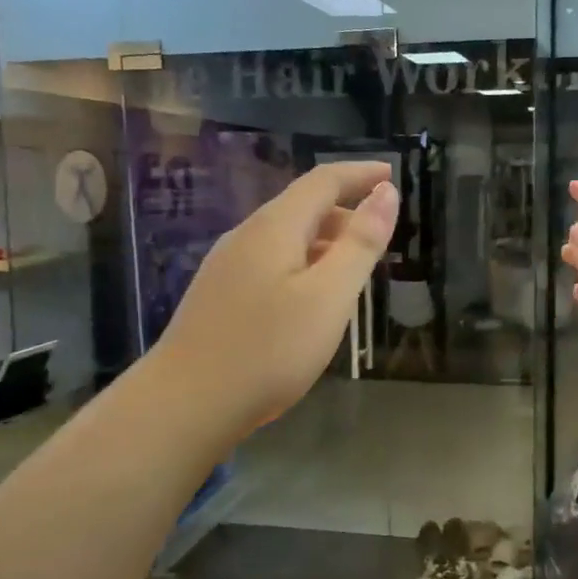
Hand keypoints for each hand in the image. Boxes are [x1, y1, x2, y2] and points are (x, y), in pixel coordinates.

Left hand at [151, 161, 397, 444]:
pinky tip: (313, 299)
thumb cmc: (268, 349)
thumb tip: (386, 192)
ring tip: (355, 268)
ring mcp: (227, 267)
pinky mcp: (220, 296)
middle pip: (302, 207)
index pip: (322, 181)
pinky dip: (304, 264)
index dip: (360, 173)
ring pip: (286, 238)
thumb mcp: (329, 296)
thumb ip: (360, 243)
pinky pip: (272, 262)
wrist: (185, 405)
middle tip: (382, 235)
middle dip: (346, 211)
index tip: (392, 174)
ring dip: (326, 241)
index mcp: (274, 227)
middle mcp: (247, 236)